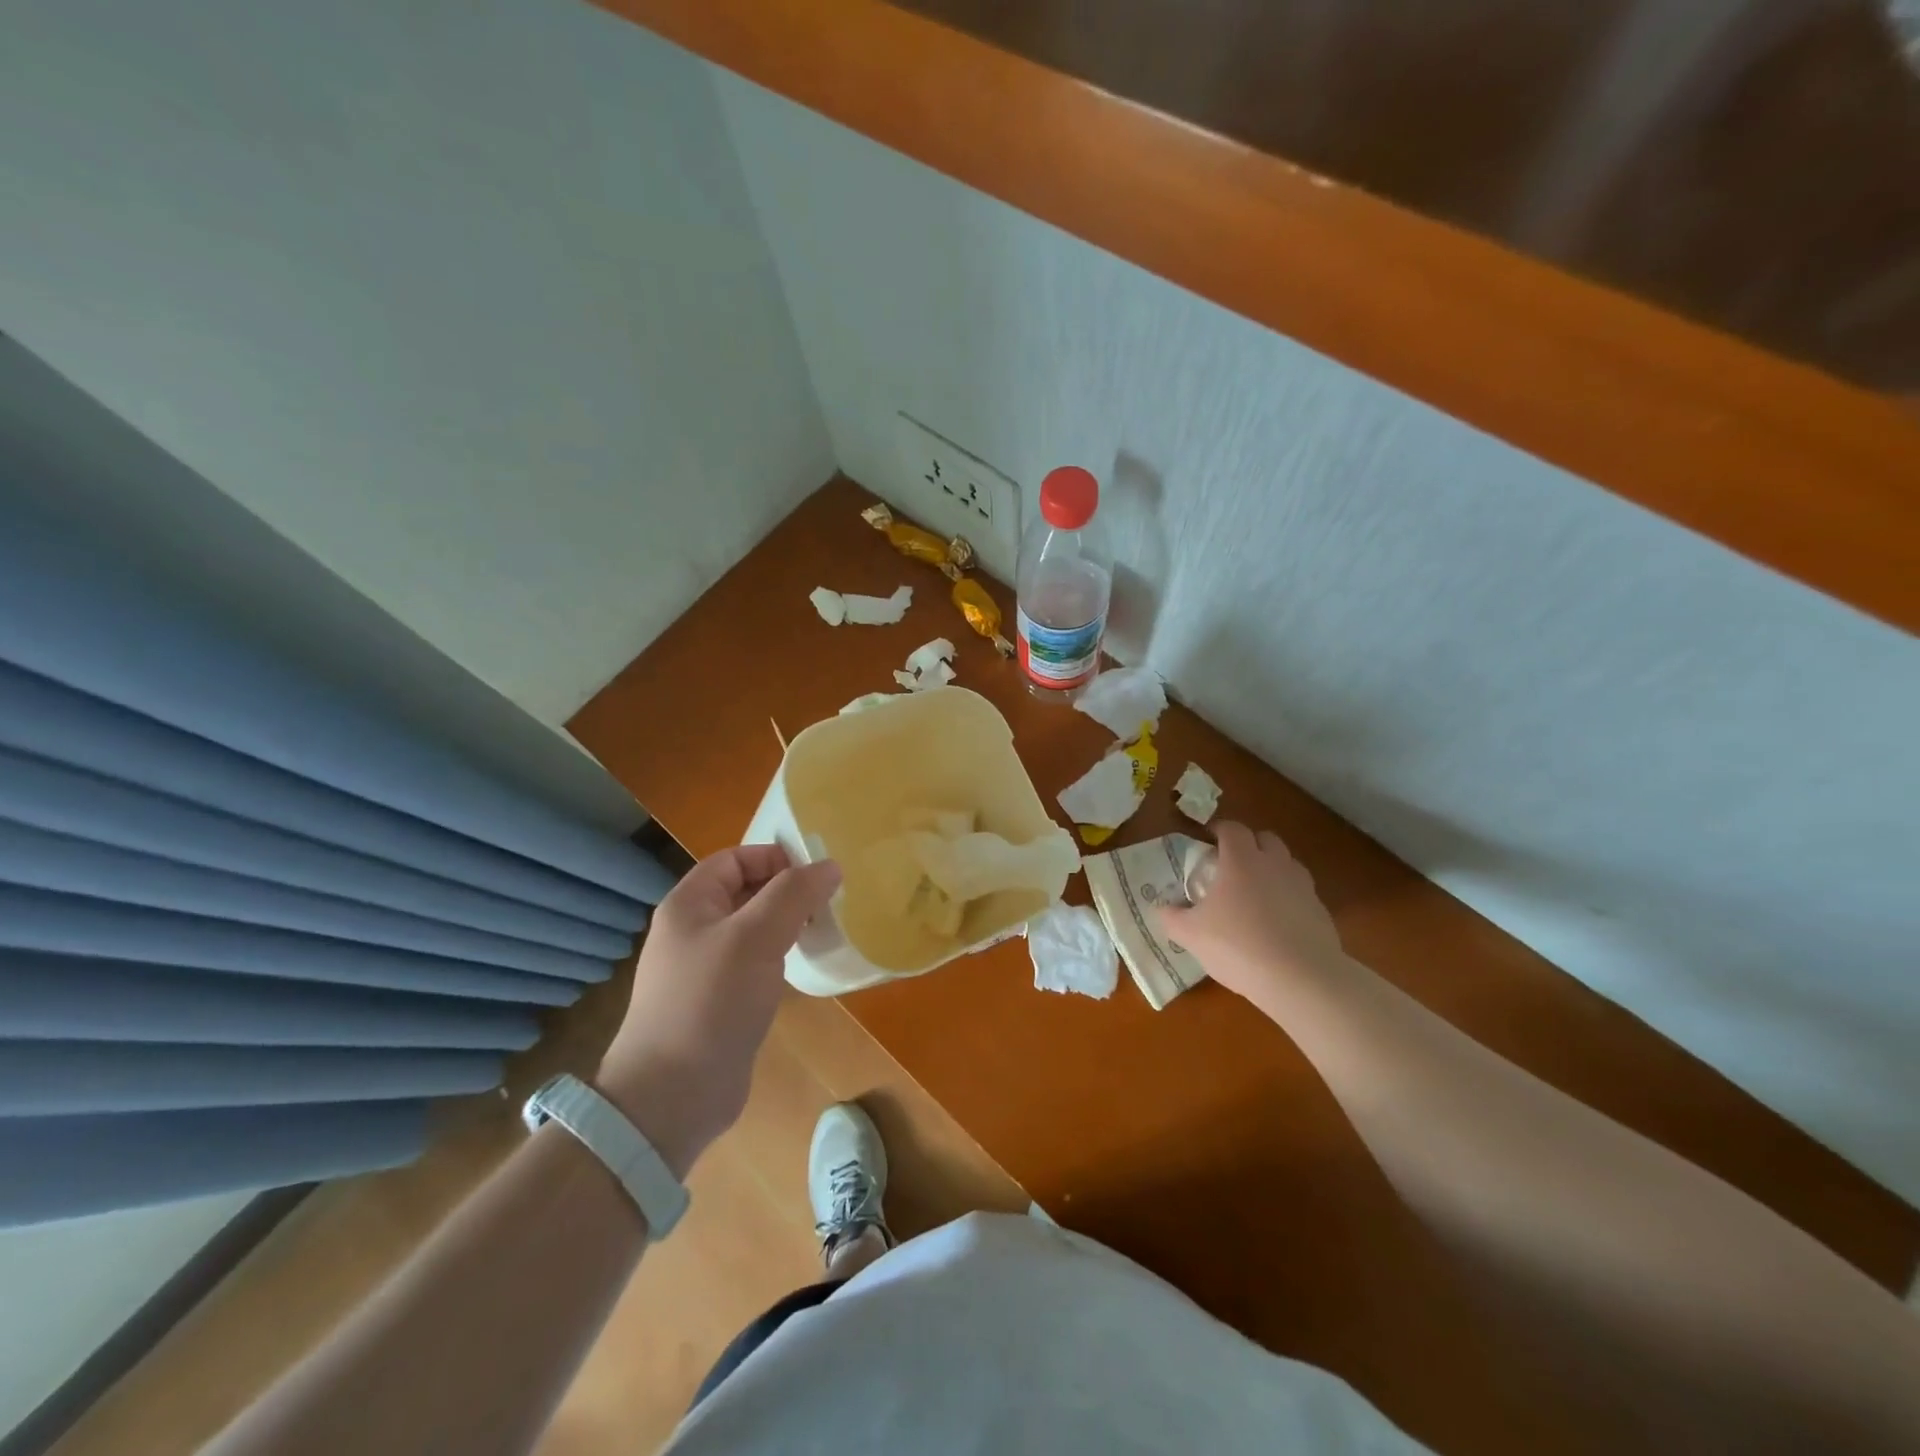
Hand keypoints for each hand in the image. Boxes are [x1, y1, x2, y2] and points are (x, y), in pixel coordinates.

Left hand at [597, 844, 840, 1177]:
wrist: (672, 1096)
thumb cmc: (711, 1001)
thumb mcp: (755, 937)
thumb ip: (793, 894)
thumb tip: (830, 866)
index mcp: (690, 904)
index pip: (735, 859)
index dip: (775, 858)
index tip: (817, 875)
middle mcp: (694, 930)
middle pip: (746, 891)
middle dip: (787, 891)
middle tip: (829, 903)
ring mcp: (705, 968)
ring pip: (754, 929)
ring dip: (788, 925)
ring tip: (824, 931)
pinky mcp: (720, 1002)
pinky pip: (755, 964)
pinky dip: (780, 958)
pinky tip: (804, 968)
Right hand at [1157, 821, 1345, 1008]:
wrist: (1301, 979)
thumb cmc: (1238, 946)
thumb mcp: (1191, 935)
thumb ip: (1171, 917)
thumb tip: (1161, 908)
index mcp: (1241, 860)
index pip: (1232, 828)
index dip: (1219, 829)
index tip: (1208, 839)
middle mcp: (1275, 864)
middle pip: (1265, 838)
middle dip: (1249, 844)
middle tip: (1231, 864)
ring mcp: (1302, 886)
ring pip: (1287, 863)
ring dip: (1271, 869)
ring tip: (1255, 893)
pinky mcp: (1321, 911)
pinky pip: (1301, 893)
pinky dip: (1288, 898)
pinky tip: (1277, 924)